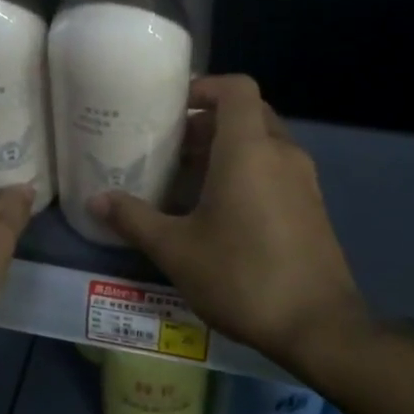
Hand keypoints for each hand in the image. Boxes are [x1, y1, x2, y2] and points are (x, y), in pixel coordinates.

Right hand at [90, 75, 365, 365]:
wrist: (318, 327)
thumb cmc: (241, 276)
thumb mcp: (176, 250)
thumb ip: (134, 219)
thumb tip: (96, 200)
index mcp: (249, 150)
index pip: (236, 88)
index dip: (205, 86)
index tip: (173, 106)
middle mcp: (281, 153)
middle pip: (248, 113)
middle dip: (209, 121)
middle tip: (173, 144)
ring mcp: (303, 180)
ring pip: (263, 142)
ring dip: (228, 148)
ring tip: (188, 176)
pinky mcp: (312, 206)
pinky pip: (276, 168)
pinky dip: (248, 171)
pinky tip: (220, 209)